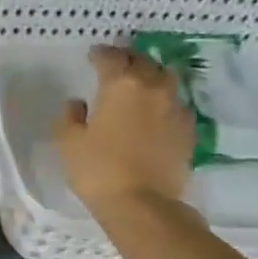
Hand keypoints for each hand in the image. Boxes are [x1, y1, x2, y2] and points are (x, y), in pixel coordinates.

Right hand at [55, 44, 195, 213]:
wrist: (143, 204)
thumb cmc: (98, 170)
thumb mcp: (69, 143)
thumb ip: (70, 117)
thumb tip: (77, 103)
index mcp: (122, 84)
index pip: (111, 58)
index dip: (101, 54)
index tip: (93, 56)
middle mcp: (153, 88)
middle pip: (143, 62)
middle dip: (128, 60)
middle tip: (116, 65)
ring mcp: (175, 108)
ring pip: (165, 79)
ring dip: (151, 76)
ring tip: (140, 84)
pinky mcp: (188, 130)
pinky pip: (175, 104)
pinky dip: (164, 101)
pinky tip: (155, 112)